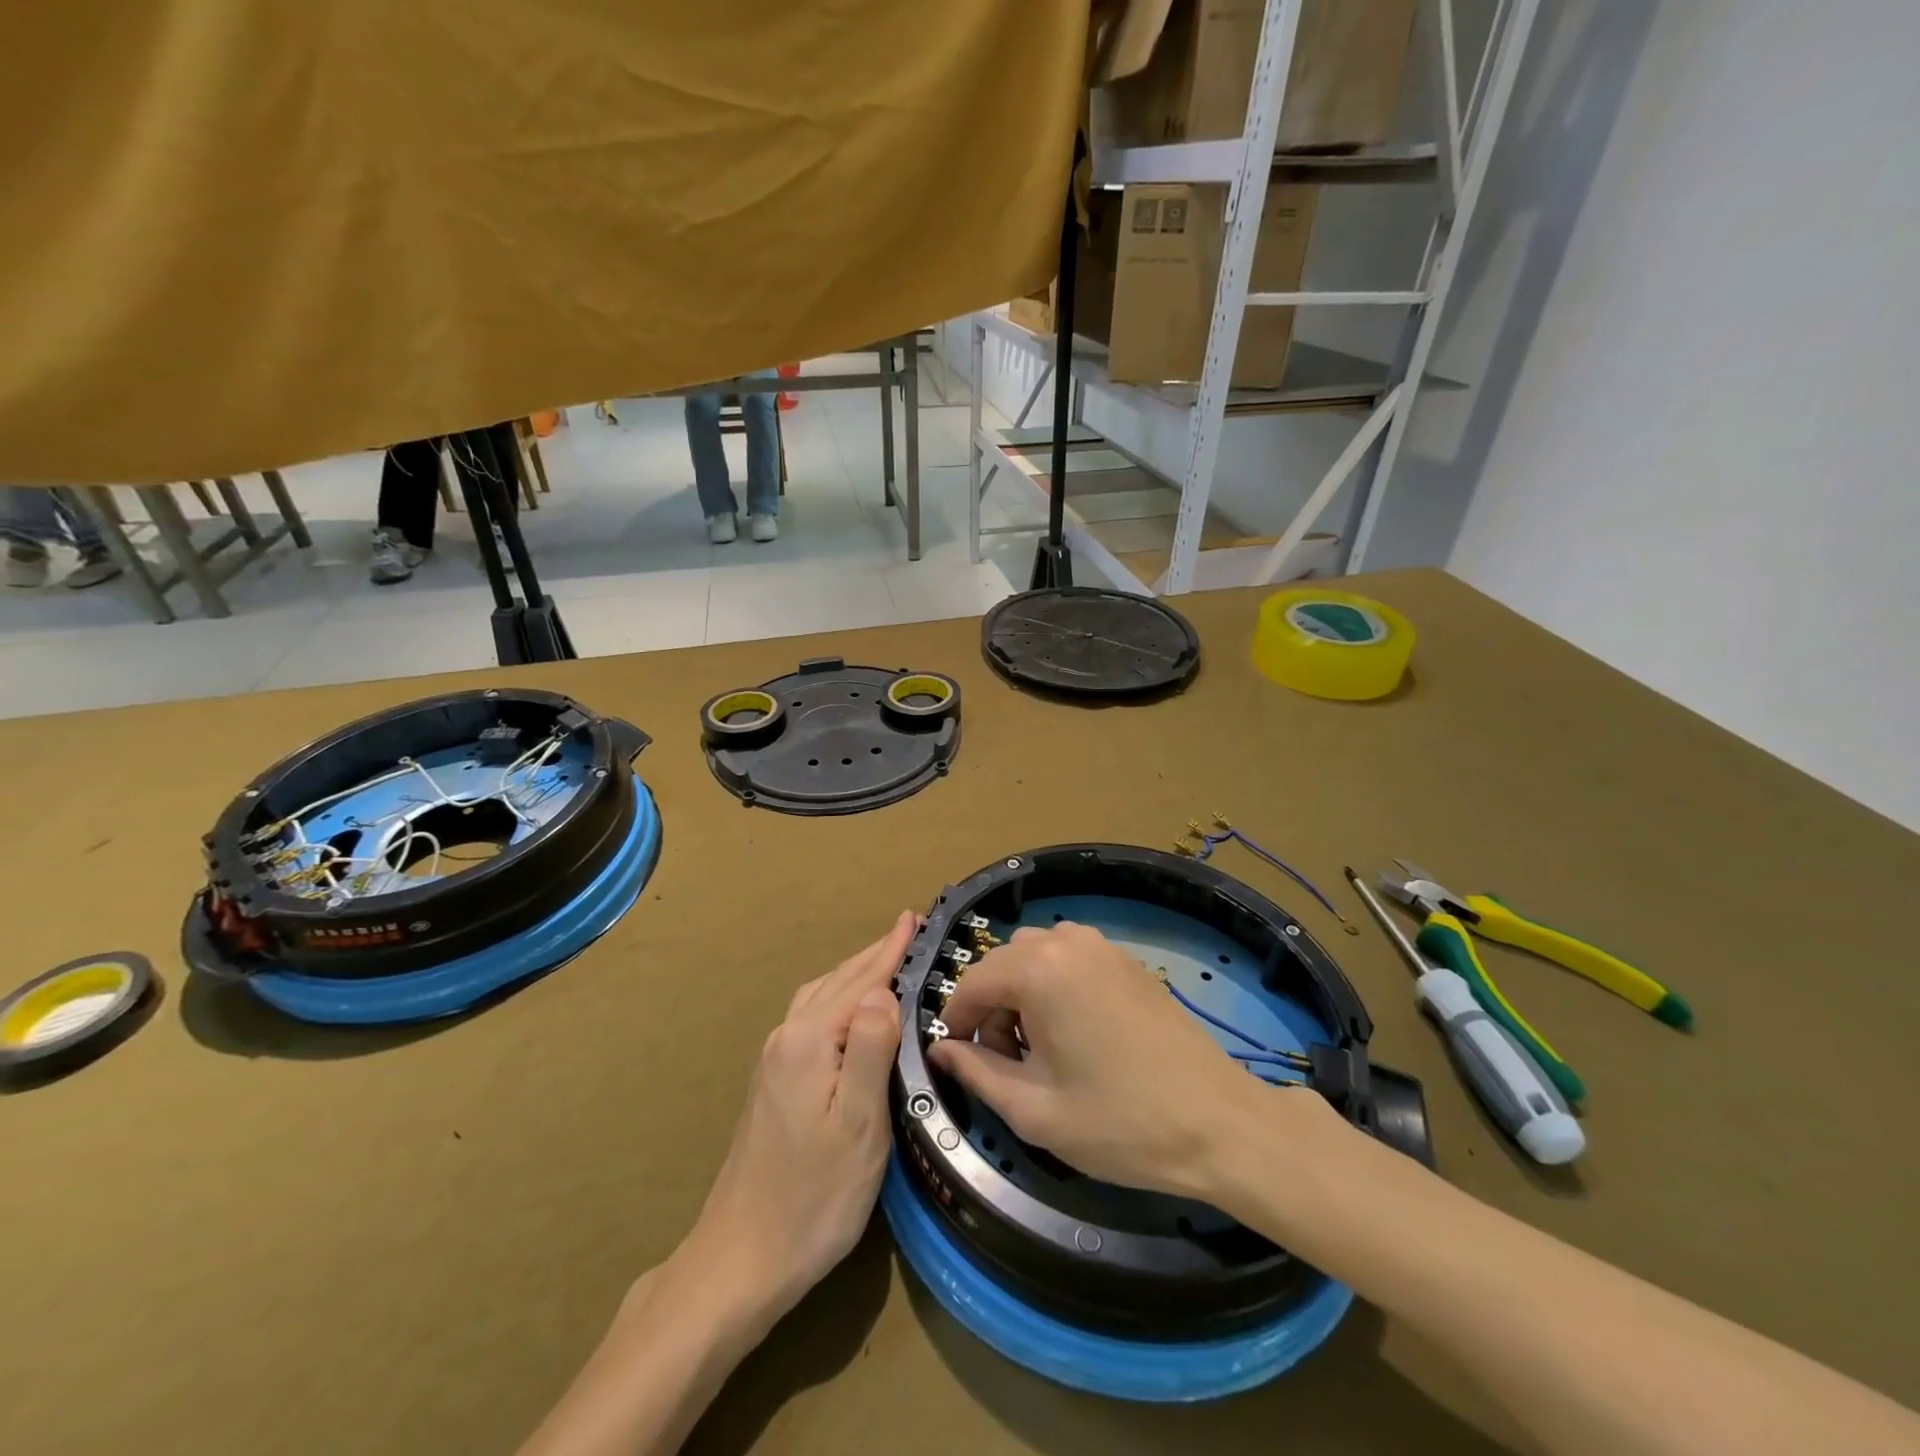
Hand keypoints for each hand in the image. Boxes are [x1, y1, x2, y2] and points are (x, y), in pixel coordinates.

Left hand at [679, 910, 913, 1329]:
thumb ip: (872, 1049)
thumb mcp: (859, 1125)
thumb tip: (883, 992)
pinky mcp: (772, 1081)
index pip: (860, 981)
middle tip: (906, 930)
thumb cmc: (812, 1196)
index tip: (912, 917)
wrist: (741, 1258)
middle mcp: (787, 1038)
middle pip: (837, 981)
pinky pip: (810, 1016)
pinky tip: (848, 1011)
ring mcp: (774, 1060)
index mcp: (810, 1041)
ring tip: (885, 960)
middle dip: (874, 954)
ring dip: (854, 973)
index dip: (890, 950)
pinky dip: (837, 997)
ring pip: (820, 997)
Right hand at [930, 921, 1333, 1200]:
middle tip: (1003, 1063)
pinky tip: (1072, 1033)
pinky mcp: (1125, 959)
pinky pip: (1068, 958)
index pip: (974, 982)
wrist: (1218, 1124)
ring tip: (1038, 1050)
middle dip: (990, 1008)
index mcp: (1040, 969)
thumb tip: (941, 1050)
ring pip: (1034, 956)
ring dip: (1021, 992)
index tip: (958, 1058)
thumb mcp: (1035, 1111)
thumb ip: (977, 1073)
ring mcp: (1101, 945)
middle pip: (1003, 964)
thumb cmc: (1120, 1123)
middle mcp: (1067, 941)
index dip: (957, 1021)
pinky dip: (1053, 984)